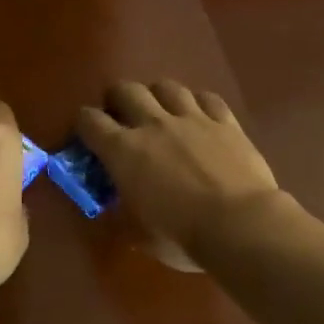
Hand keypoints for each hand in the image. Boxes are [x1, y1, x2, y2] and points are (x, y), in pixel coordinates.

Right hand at [76, 81, 284, 265]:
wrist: (240, 226)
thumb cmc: (182, 237)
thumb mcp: (139, 234)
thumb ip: (122, 214)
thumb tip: (117, 207)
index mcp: (123, 151)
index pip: (89, 121)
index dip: (83, 125)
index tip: (86, 138)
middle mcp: (153, 124)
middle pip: (125, 90)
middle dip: (116, 100)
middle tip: (120, 118)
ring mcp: (192, 118)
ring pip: (166, 86)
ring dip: (157, 96)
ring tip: (161, 112)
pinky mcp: (226, 122)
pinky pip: (207, 98)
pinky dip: (198, 103)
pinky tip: (199, 116)